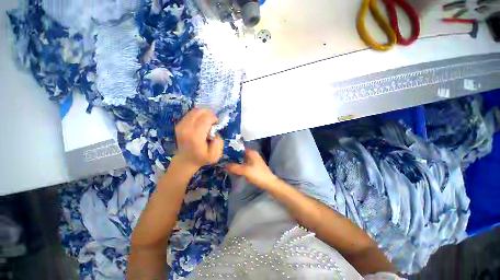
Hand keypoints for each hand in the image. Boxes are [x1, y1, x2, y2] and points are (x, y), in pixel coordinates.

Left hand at [174, 108, 223, 169]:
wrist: (186, 160)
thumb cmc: (202, 158)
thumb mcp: (215, 156)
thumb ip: (218, 144)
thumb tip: (215, 132)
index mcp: (195, 137)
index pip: (206, 118)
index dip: (214, 118)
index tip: (216, 124)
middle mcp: (186, 129)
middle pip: (200, 112)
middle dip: (209, 114)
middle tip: (213, 122)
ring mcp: (181, 126)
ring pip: (195, 111)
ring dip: (204, 113)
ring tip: (207, 122)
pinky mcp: (179, 124)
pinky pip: (191, 113)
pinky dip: (198, 115)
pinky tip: (201, 122)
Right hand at [227, 149, 279, 189]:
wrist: (269, 183)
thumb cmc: (258, 175)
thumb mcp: (245, 171)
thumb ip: (234, 167)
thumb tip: (224, 165)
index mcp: (252, 153)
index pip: (240, 148)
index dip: (232, 150)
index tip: (224, 154)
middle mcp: (253, 155)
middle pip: (240, 154)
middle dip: (233, 157)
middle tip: (223, 160)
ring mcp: (254, 161)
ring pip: (242, 159)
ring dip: (236, 162)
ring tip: (227, 164)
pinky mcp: (254, 166)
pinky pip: (245, 164)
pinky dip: (240, 166)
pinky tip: (234, 169)